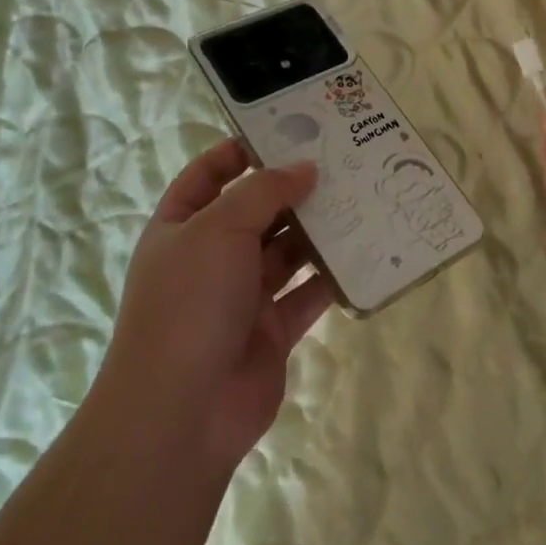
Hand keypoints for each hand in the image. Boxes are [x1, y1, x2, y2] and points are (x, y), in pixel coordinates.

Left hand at [103, 139, 335, 471]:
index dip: (240, 151)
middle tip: (341, 162)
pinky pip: (307, 295)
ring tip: (361, 198)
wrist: (181, 413)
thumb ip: (263, 192)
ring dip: (318, 230)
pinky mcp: (272, 331)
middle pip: (256, 211)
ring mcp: (242, 296)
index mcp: (182, 227)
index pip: (208, 175)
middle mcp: (211, 257)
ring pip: (286, 252)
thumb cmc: (189, 302)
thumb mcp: (219, 229)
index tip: (286, 131)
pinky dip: (331, 277)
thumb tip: (304, 168)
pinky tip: (364, 253)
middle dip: (293, 189)